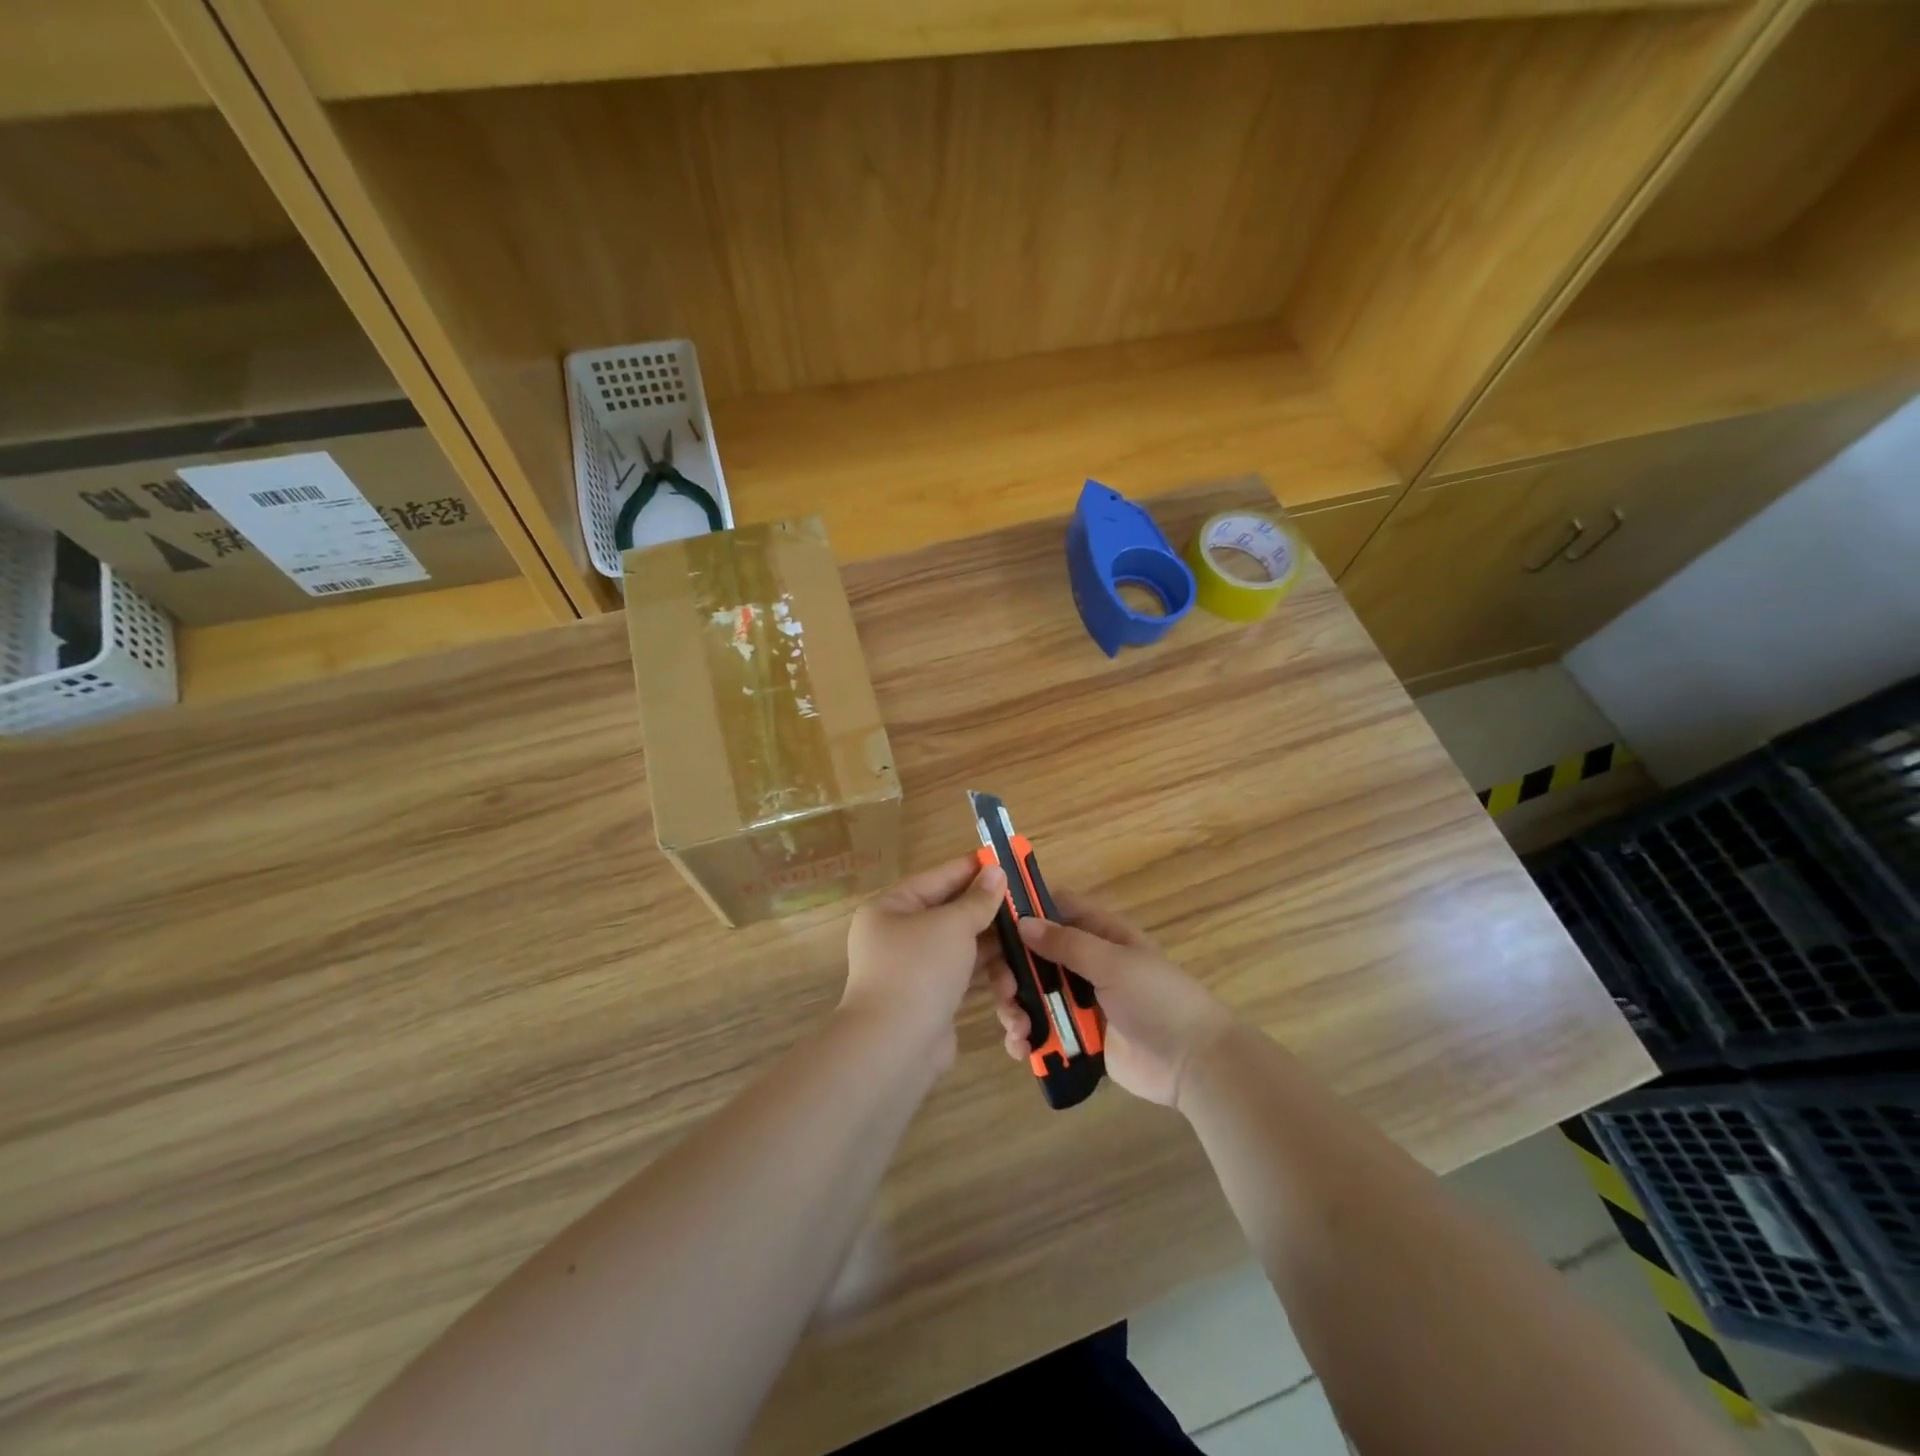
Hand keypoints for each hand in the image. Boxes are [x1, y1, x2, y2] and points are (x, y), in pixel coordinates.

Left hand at [842, 856, 1005, 1060]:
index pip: (939, 878)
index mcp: (891, 907)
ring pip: (962, 949)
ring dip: (993, 952)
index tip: (1007, 862)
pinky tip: (1011, 983)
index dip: (973, 869)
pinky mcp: (929, 999)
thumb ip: (978, 899)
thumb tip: (996, 872)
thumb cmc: (920, 969)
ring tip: (1023, 953)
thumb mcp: (953, 925)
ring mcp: (913, 970)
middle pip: (952, 915)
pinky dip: (985, 978)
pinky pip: (963, 978)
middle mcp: (898, 935)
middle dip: (990, 917)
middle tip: (1027, 910)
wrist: (894, 1046)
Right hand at [989, 893, 1233, 1107]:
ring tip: (1018, 1028)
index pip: (1055, 908)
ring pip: (1031, 994)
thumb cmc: (1158, 999)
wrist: (1193, 1063)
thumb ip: (1066, 944)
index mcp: (1099, 933)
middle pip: (1032, 955)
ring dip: (1015, 1007)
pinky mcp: (1076, 1036)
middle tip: (1005, 989)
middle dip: (1011, 970)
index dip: (1025, 909)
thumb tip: (1022, 922)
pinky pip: (1041, 1031)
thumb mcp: (1114, 963)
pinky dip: (1026, 1038)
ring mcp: (1079, 1000)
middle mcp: (1084, 962)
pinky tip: (1021, 1048)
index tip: (992, 922)